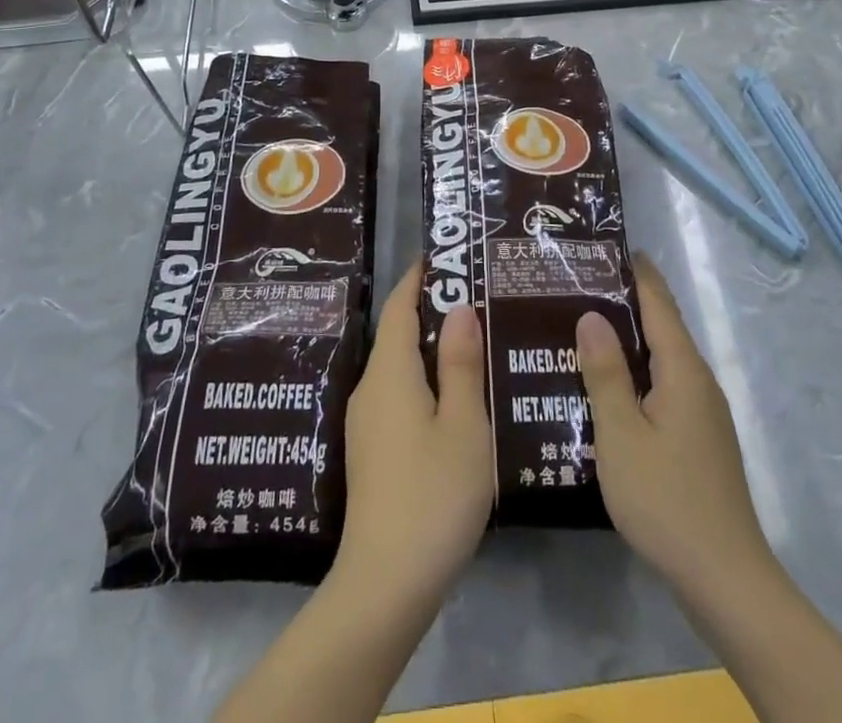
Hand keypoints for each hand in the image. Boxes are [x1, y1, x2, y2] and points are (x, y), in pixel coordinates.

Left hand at [333, 264, 492, 608]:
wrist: (385, 585)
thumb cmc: (432, 495)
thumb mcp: (463, 426)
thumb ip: (461, 364)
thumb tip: (459, 309)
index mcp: (390, 373)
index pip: (400, 307)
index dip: (419, 278)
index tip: (444, 256)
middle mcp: (370, 389)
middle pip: (398, 334)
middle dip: (431, 310)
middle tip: (475, 296)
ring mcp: (366, 423)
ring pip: (399, 367)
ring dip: (430, 348)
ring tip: (472, 340)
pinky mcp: (371, 451)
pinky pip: (397, 394)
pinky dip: (424, 379)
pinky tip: (454, 396)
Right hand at [576, 254, 771, 591]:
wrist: (725, 579)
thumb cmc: (666, 499)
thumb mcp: (621, 434)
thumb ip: (605, 373)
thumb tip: (591, 315)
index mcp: (683, 370)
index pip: (659, 304)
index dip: (636, 272)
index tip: (606, 246)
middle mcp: (699, 382)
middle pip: (662, 328)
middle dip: (626, 302)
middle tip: (578, 285)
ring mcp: (703, 414)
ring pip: (662, 360)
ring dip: (629, 340)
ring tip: (584, 328)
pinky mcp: (699, 440)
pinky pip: (664, 387)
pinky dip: (637, 373)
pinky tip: (609, 387)